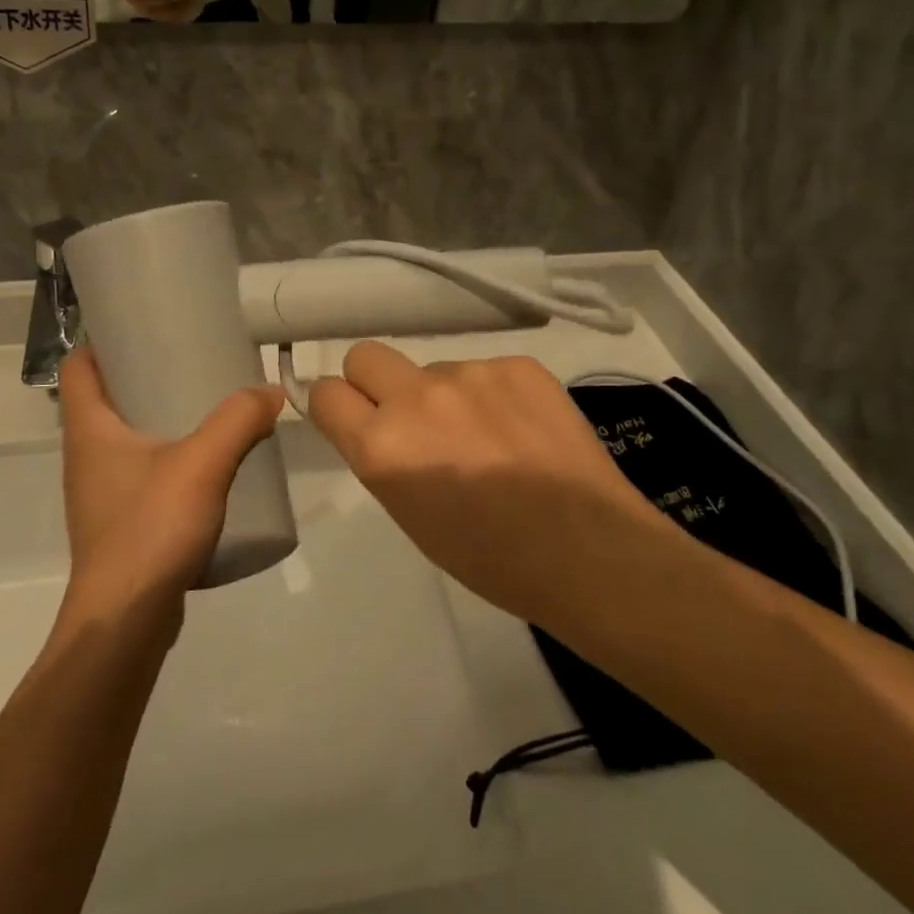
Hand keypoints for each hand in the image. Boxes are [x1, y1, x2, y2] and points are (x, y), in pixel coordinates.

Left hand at [57, 348, 284, 629]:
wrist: (126, 623)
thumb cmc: (149, 529)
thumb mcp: (202, 464)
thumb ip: (239, 420)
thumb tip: (271, 391)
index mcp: (90, 430)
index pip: (79, 366)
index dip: (102, 339)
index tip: (141, 323)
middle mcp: (87, 457)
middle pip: (105, 398)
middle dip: (142, 373)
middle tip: (189, 356)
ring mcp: (102, 493)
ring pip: (125, 438)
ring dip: (157, 417)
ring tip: (204, 404)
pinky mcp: (121, 523)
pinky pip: (141, 472)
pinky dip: (167, 456)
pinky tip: (206, 463)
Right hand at [307, 342, 661, 625]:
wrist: (588, 551)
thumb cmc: (490, 558)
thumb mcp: (411, 516)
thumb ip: (385, 459)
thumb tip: (380, 426)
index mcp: (382, 446)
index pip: (325, 393)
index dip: (335, 406)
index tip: (353, 419)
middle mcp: (417, 397)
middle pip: (365, 355)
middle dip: (374, 382)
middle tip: (410, 417)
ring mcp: (470, 374)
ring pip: (433, 368)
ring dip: (445, 395)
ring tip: (489, 438)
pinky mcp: (517, 364)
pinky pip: (484, 370)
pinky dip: (493, 395)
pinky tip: (523, 431)